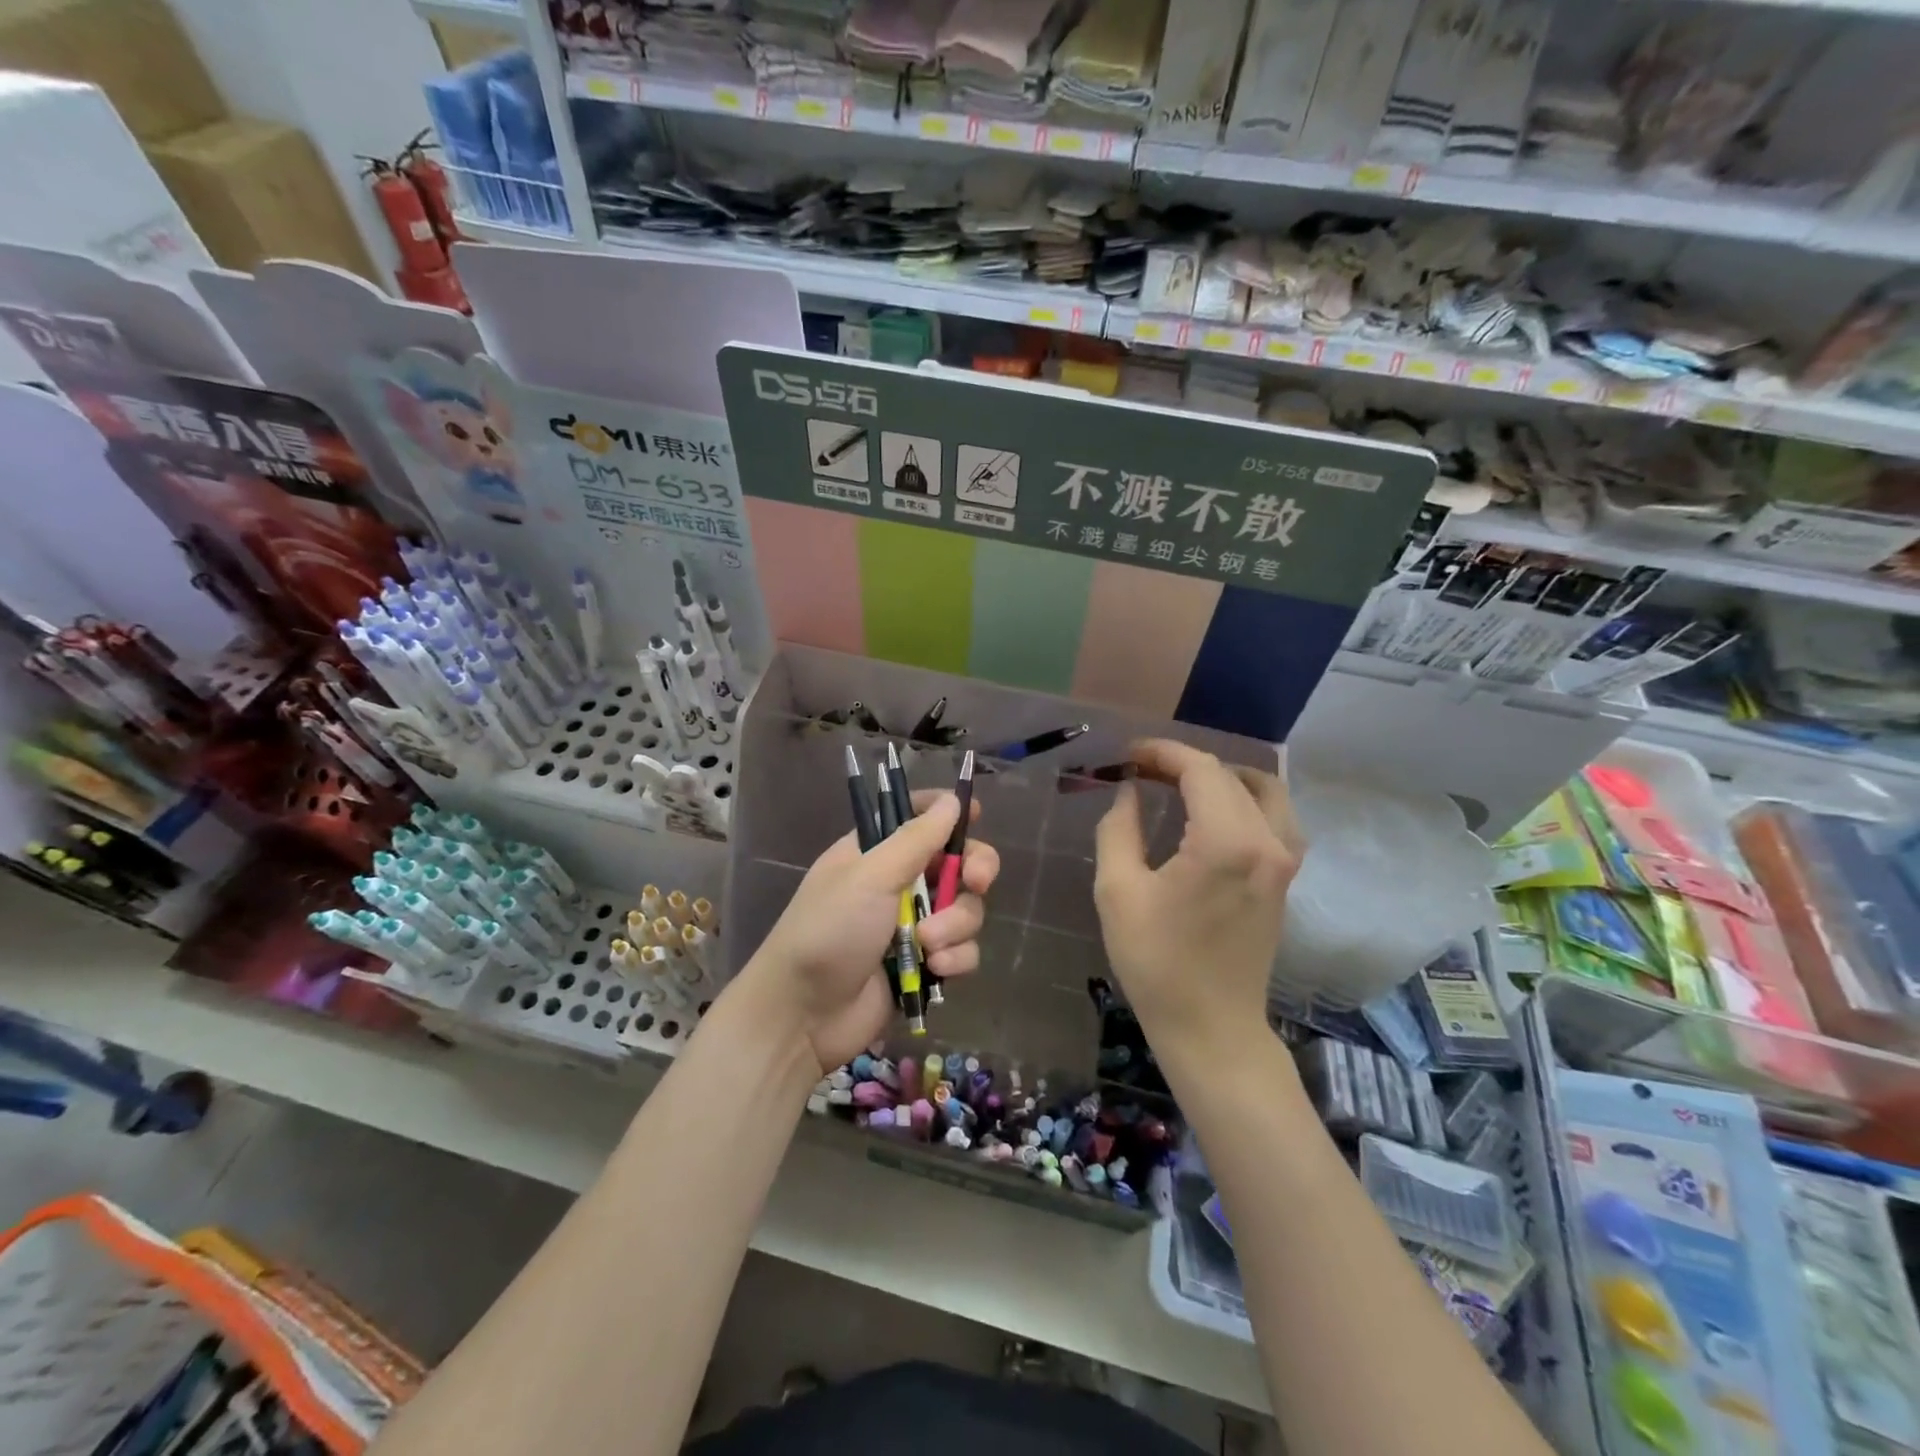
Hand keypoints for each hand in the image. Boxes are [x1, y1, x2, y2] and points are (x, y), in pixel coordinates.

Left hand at [747, 791, 998, 1074]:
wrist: (804, 1016)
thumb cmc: (829, 931)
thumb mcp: (870, 876)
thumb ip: (916, 839)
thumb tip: (952, 801)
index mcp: (876, 852)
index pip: (918, 817)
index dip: (948, 813)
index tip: (976, 814)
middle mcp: (898, 883)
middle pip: (957, 862)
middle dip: (973, 870)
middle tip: (977, 881)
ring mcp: (914, 925)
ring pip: (966, 908)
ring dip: (956, 924)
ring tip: (928, 945)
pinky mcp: (925, 964)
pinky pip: (962, 949)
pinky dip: (955, 958)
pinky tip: (936, 969)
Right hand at [1093, 740, 1301, 1060]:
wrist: (1211, 1028)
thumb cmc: (1157, 963)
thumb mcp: (1118, 891)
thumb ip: (1119, 829)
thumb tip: (1130, 792)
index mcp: (1225, 841)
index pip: (1200, 769)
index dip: (1162, 752)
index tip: (1128, 754)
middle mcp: (1267, 841)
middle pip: (1230, 776)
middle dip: (1183, 763)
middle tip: (1141, 769)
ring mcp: (1284, 862)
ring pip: (1266, 791)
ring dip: (1222, 777)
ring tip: (1181, 784)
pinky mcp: (1286, 880)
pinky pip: (1276, 818)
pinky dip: (1246, 800)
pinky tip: (1215, 813)